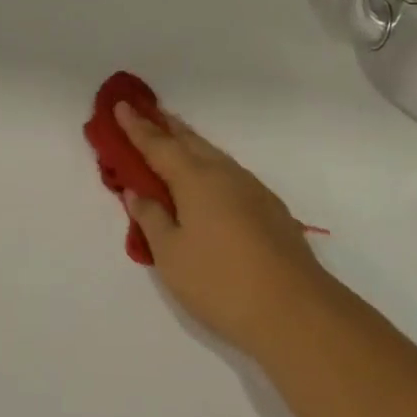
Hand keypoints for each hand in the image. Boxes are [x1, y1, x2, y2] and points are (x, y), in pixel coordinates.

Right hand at [115, 103, 336, 359]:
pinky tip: (210, 181)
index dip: (137, 126)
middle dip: (166, 126)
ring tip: (175, 140)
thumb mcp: (171, 255)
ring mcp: (252, 189)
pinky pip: (230, 173)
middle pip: (190, 141)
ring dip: (190, 144)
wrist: (296, 311)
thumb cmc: (220, 282)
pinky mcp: (270, 208)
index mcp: (194, 179)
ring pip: (213, 155)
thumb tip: (137, 192)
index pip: (158, 144)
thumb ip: (151, 218)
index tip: (121, 105)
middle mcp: (224, 173)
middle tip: (147, 112)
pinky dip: (210, 166)